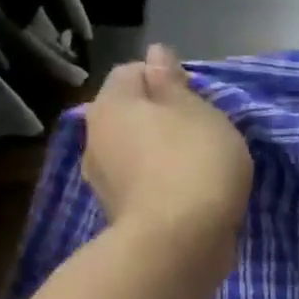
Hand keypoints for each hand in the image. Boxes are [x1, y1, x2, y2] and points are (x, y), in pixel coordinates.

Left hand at [81, 45, 252, 260]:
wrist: (180, 244)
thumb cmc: (194, 163)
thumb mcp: (196, 111)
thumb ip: (173, 82)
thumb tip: (156, 54)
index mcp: (111, 104)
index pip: (132, 71)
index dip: (166, 78)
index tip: (198, 99)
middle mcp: (96, 138)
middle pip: (131, 114)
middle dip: (162, 118)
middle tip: (202, 132)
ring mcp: (104, 181)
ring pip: (136, 152)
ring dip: (161, 154)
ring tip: (199, 167)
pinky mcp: (121, 215)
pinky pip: (144, 185)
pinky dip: (162, 185)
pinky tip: (189, 195)